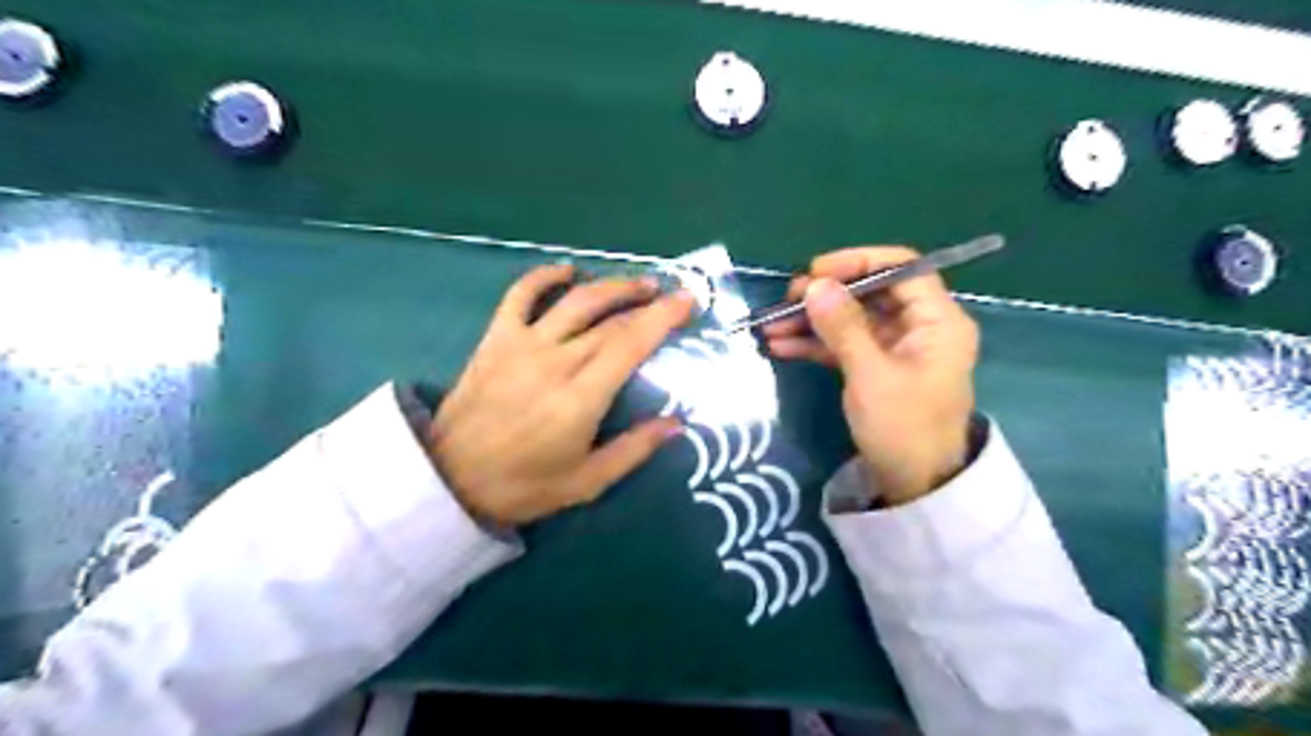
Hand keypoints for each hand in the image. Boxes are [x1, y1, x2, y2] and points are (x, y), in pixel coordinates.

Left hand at [428, 267, 695, 525]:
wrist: (449, 478)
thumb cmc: (523, 486)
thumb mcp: (587, 482)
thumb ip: (634, 449)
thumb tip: (677, 423)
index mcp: (581, 398)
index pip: (631, 344)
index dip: (663, 318)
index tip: (688, 301)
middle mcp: (556, 361)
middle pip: (610, 321)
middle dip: (647, 303)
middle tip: (672, 296)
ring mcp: (523, 345)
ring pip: (576, 302)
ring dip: (612, 286)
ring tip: (639, 283)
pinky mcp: (496, 339)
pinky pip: (520, 295)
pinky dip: (544, 277)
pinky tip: (568, 271)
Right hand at [766, 247, 976, 506]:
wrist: (915, 486)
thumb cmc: (903, 428)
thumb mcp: (870, 375)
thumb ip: (842, 327)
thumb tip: (813, 285)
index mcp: (937, 321)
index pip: (902, 268)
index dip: (858, 262)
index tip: (815, 272)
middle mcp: (920, 327)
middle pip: (871, 293)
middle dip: (826, 295)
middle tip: (785, 300)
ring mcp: (896, 348)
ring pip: (851, 320)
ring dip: (812, 322)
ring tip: (771, 326)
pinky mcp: (877, 368)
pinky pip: (844, 345)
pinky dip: (815, 345)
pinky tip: (782, 347)